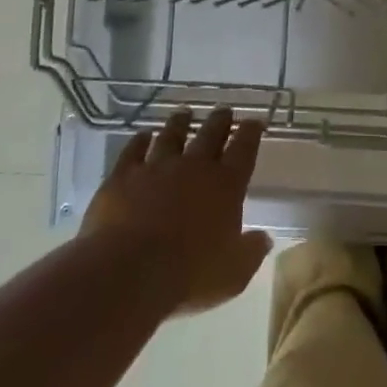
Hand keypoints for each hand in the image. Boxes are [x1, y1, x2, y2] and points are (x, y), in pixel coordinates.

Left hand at [81, 107, 272, 313]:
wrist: (128, 272)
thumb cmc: (189, 276)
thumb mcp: (233, 274)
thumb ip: (251, 252)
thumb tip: (263, 238)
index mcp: (226, 185)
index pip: (244, 149)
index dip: (251, 132)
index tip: (255, 121)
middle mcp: (194, 167)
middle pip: (210, 134)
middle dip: (220, 121)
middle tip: (223, 110)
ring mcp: (156, 167)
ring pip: (172, 135)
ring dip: (180, 123)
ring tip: (184, 113)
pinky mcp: (123, 176)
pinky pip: (133, 151)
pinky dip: (139, 141)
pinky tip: (142, 136)